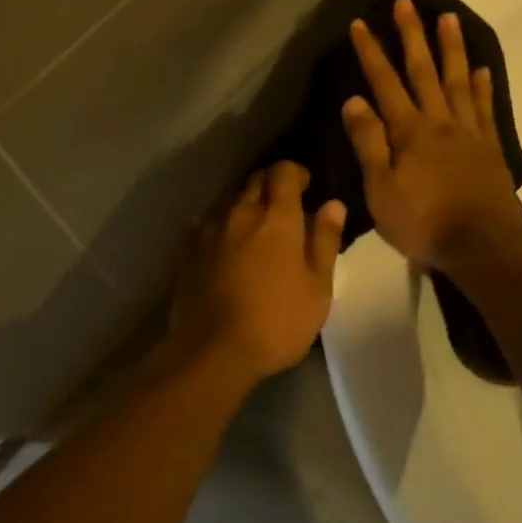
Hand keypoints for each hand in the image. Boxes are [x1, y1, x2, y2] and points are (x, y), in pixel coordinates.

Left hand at [169, 161, 346, 380]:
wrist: (211, 350)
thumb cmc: (276, 322)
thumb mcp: (317, 288)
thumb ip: (324, 241)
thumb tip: (333, 204)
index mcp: (276, 218)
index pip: (283, 171)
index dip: (296, 173)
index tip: (307, 187)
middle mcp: (240, 213)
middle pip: (255, 180)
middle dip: (272, 185)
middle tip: (286, 209)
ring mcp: (209, 230)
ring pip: (230, 201)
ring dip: (246, 205)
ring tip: (257, 230)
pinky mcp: (188, 249)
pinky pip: (208, 223)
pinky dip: (223, 225)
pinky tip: (228, 246)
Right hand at [343, 0, 521, 271]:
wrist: (483, 246)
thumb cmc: (423, 222)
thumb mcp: (381, 189)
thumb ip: (369, 143)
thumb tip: (353, 100)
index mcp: (409, 132)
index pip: (384, 83)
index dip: (371, 52)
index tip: (360, 23)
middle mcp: (439, 122)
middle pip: (423, 71)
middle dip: (411, 35)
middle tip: (406, 2)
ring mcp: (468, 132)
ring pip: (458, 80)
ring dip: (450, 48)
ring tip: (448, 18)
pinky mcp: (489, 148)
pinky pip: (484, 108)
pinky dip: (482, 86)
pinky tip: (481, 69)